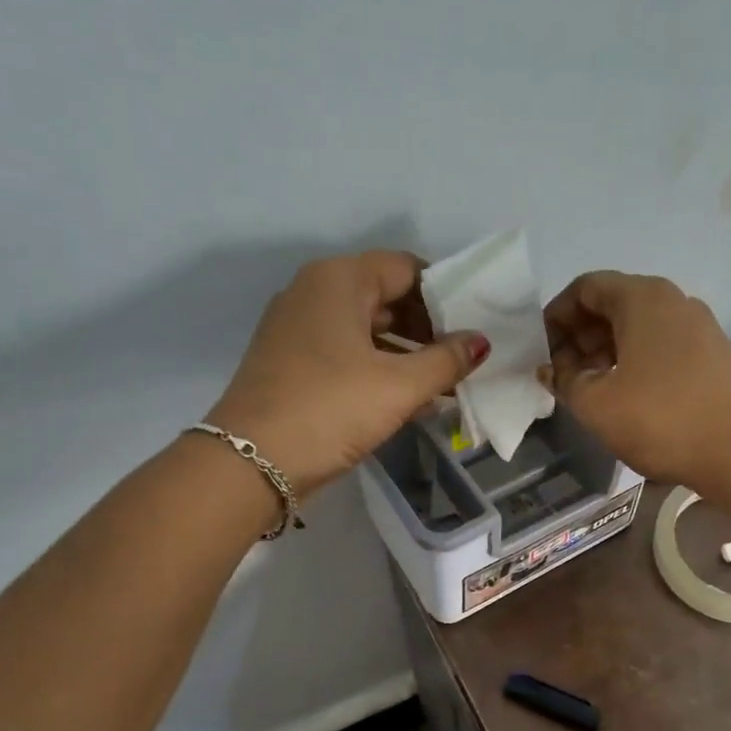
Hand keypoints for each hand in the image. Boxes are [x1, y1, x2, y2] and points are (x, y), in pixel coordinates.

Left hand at [205, 250, 488, 495]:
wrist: (250, 462)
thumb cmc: (331, 409)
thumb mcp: (399, 386)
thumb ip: (446, 360)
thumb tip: (480, 342)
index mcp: (339, 279)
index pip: (407, 268)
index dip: (446, 295)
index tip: (474, 326)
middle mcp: (314, 292)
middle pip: (386, 296)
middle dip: (428, 327)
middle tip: (464, 359)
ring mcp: (297, 328)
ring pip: (367, 329)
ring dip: (407, 353)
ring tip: (446, 384)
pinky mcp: (291, 362)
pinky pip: (347, 353)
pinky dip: (378, 369)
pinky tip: (410, 399)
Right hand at [539, 271, 730, 488]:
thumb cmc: (661, 419)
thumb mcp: (596, 403)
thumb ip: (563, 380)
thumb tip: (550, 370)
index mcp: (643, 298)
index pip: (586, 287)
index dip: (556, 315)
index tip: (542, 350)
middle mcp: (674, 301)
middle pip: (613, 304)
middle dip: (579, 335)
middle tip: (561, 373)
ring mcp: (700, 326)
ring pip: (639, 326)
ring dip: (605, 350)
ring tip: (589, 388)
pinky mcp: (714, 354)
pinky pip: (662, 344)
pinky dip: (635, 360)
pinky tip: (626, 395)